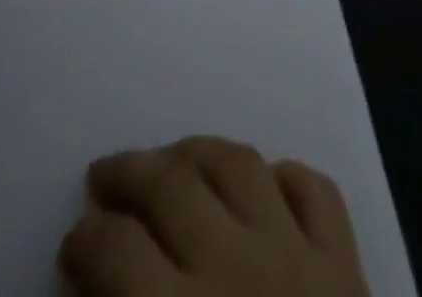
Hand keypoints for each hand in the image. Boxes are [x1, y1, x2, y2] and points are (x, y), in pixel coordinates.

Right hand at [59, 138, 371, 296]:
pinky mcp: (346, 264)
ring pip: (238, 164)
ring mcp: (296, 256)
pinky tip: (265, 185)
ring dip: (197, 153)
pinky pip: (315, 191)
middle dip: (128, 173)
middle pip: (170, 185)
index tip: (74, 246)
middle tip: (103, 177)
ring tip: (171, 160)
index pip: (115, 251)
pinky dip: (287, 177)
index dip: (85, 241)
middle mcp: (234, 269)